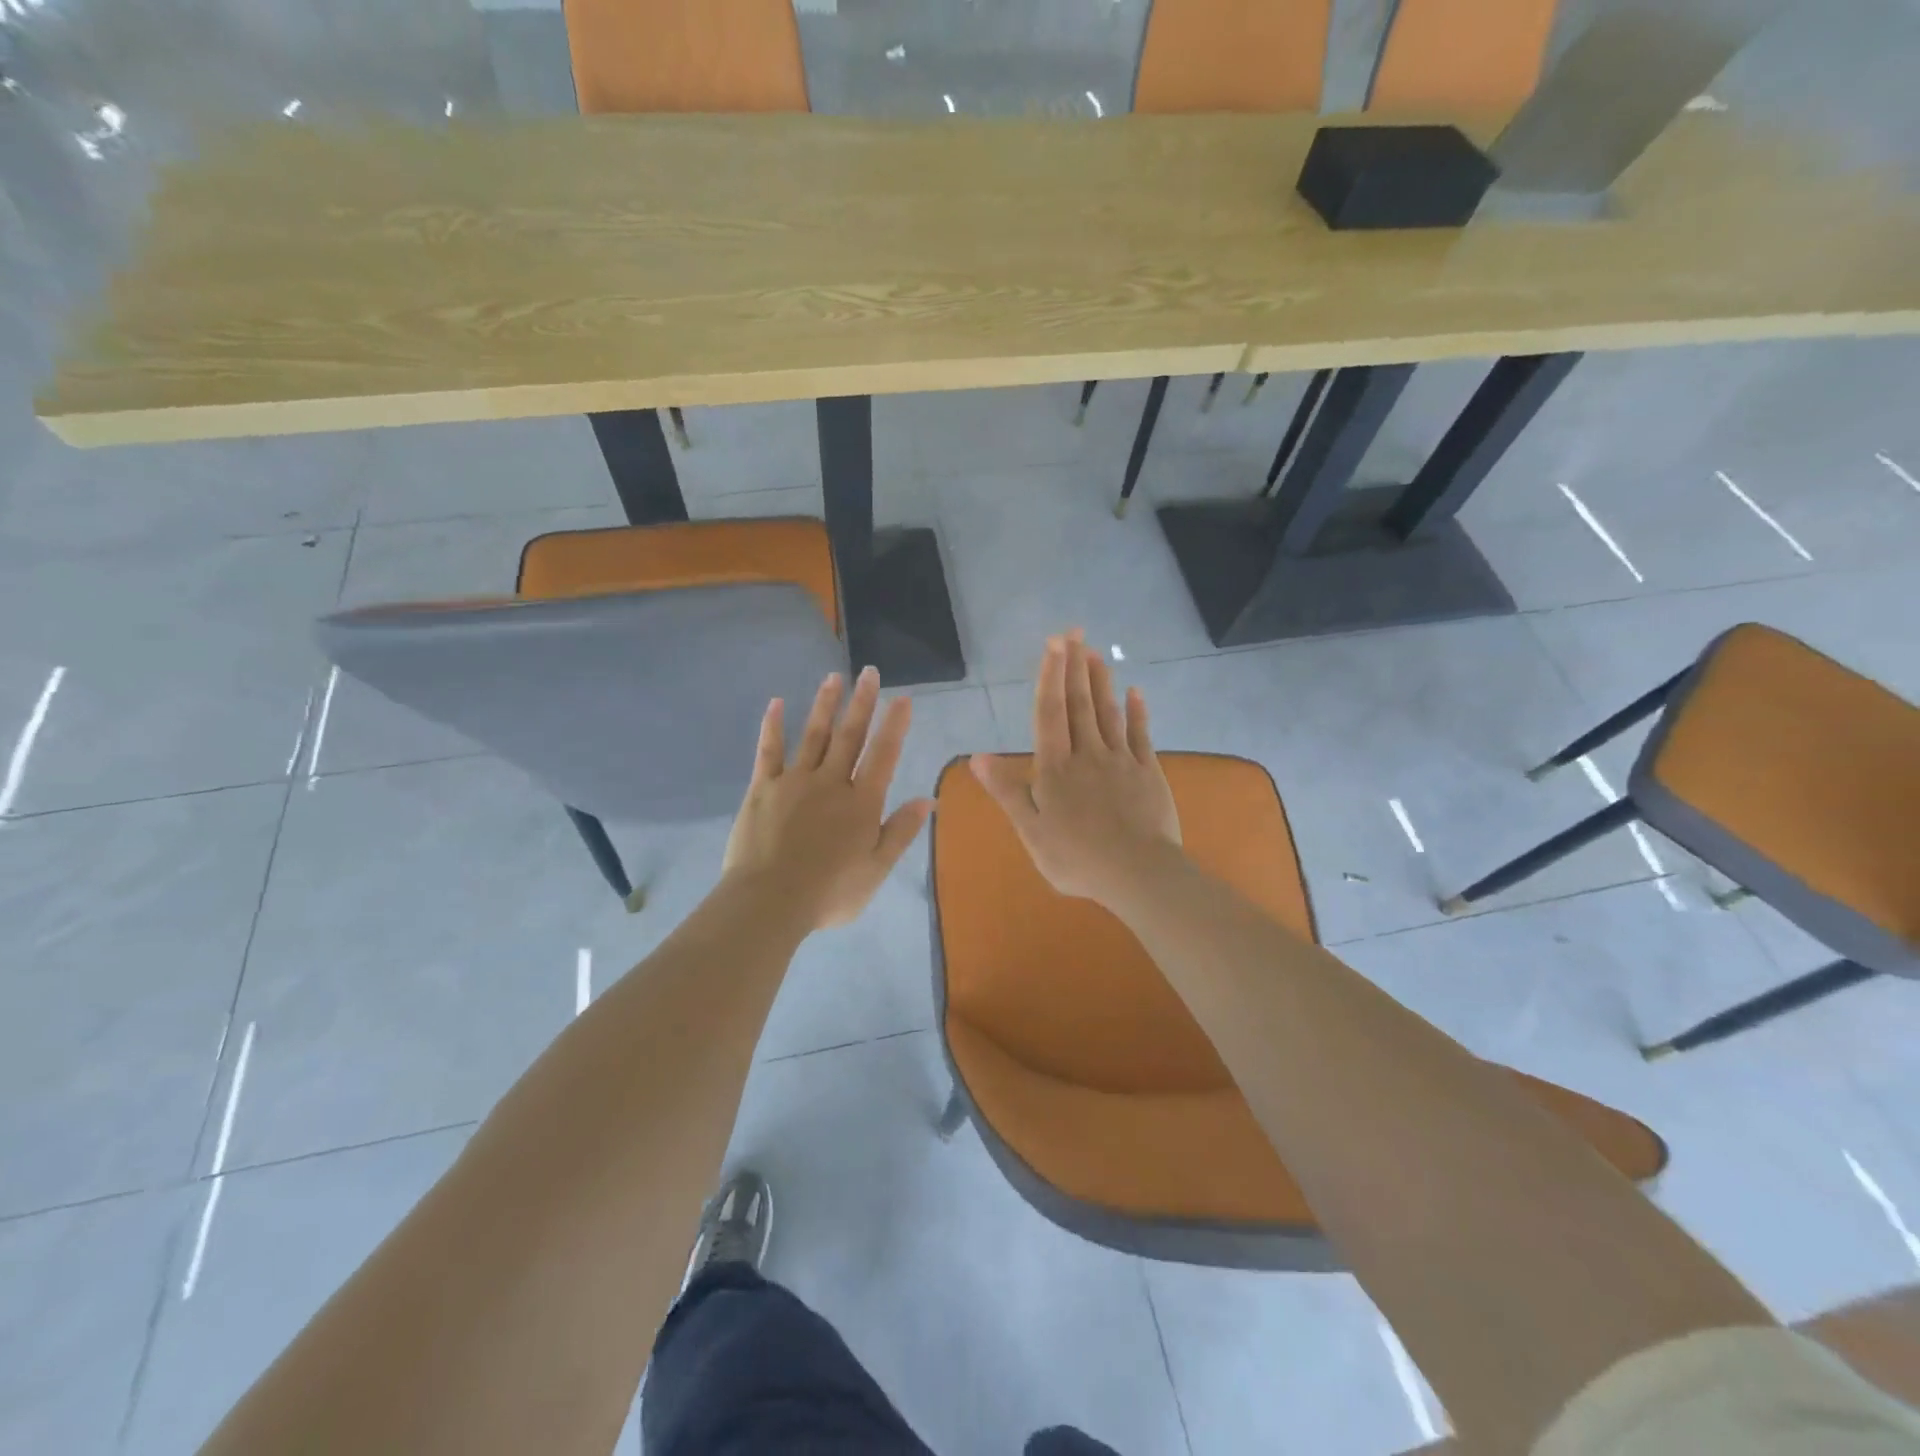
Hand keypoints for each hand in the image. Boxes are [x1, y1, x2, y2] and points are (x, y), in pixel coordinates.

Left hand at [723, 666, 932, 930]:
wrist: (769, 901)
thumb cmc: (829, 892)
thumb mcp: (876, 869)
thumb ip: (901, 831)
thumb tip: (929, 799)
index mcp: (861, 803)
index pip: (883, 755)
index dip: (895, 726)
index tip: (902, 698)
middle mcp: (831, 782)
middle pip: (849, 735)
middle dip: (862, 702)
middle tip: (869, 672)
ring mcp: (794, 781)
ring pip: (813, 735)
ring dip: (825, 705)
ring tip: (833, 678)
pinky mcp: (763, 788)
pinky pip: (769, 751)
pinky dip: (773, 726)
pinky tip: (776, 703)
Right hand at [970, 631, 1180, 907]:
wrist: (1137, 872)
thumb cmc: (1076, 856)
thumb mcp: (1030, 830)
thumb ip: (1006, 791)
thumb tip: (977, 757)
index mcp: (1055, 767)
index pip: (1049, 712)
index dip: (1050, 676)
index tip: (1054, 643)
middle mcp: (1087, 754)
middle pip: (1079, 703)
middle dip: (1075, 666)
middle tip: (1074, 632)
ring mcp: (1121, 760)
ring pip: (1108, 712)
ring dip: (1100, 681)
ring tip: (1095, 653)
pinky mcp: (1147, 772)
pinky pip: (1141, 734)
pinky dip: (1137, 711)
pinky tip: (1135, 691)